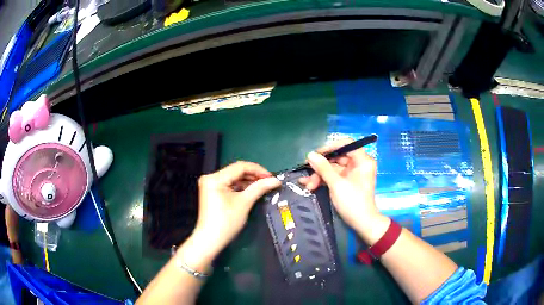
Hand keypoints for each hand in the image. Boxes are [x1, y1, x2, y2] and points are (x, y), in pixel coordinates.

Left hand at [193, 161, 280, 256]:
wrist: (211, 239)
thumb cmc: (226, 222)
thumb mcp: (244, 203)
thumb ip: (259, 188)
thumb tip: (275, 180)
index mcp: (215, 178)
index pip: (240, 167)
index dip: (258, 170)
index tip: (271, 176)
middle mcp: (210, 177)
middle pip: (236, 171)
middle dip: (253, 176)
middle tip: (269, 182)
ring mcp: (210, 184)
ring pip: (233, 178)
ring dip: (248, 181)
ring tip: (263, 186)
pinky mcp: (212, 191)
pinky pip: (229, 184)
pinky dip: (240, 187)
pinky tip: (251, 190)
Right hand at [299, 139, 388, 243]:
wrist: (361, 223)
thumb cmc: (353, 202)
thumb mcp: (336, 184)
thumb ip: (323, 168)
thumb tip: (310, 154)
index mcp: (362, 160)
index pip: (346, 144)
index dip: (330, 147)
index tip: (315, 154)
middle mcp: (358, 164)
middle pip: (337, 157)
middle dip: (321, 166)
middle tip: (307, 171)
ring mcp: (351, 173)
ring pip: (332, 168)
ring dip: (319, 175)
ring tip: (307, 184)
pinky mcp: (346, 182)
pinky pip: (333, 176)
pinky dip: (322, 180)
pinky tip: (309, 185)